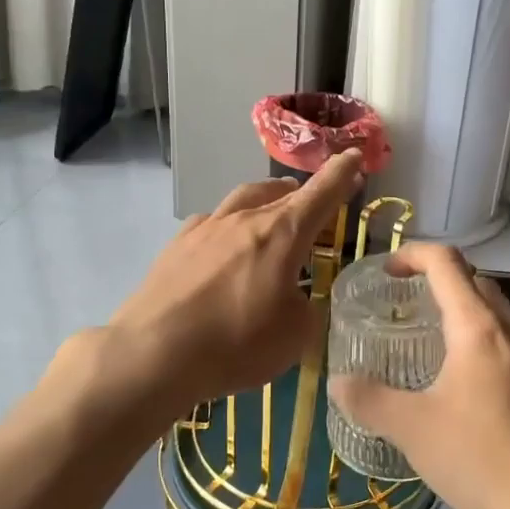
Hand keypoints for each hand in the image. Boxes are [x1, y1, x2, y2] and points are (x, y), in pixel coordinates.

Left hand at [104, 151, 364, 416]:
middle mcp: (244, 219)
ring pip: (244, 199)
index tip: (355, 155)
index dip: (342, 173)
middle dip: (305, 193)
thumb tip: (297, 299)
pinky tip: (225, 242)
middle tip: (317, 202)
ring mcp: (206, 229)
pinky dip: (229, 224)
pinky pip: (212, 222)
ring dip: (266, 200)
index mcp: (282, 233)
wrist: (154, 353)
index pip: (321, 193)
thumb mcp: (295, 335)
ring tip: (273, 210)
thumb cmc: (237, 342)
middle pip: (282, 193)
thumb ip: (307, 309)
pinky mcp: (176, 246)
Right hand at [327, 244, 509, 508]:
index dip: (414, 255)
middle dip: (441, 286)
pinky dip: (493, 352)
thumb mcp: (411, 429)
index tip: (389, 271)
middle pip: (477, 284)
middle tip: (410, 311)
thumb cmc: (478, 460)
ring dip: (470, 320)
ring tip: (442, 354)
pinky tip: (481, 394)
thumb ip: (368, 399)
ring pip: (502, 318)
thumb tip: (338, 382)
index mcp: (478, 328)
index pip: (446, 263)